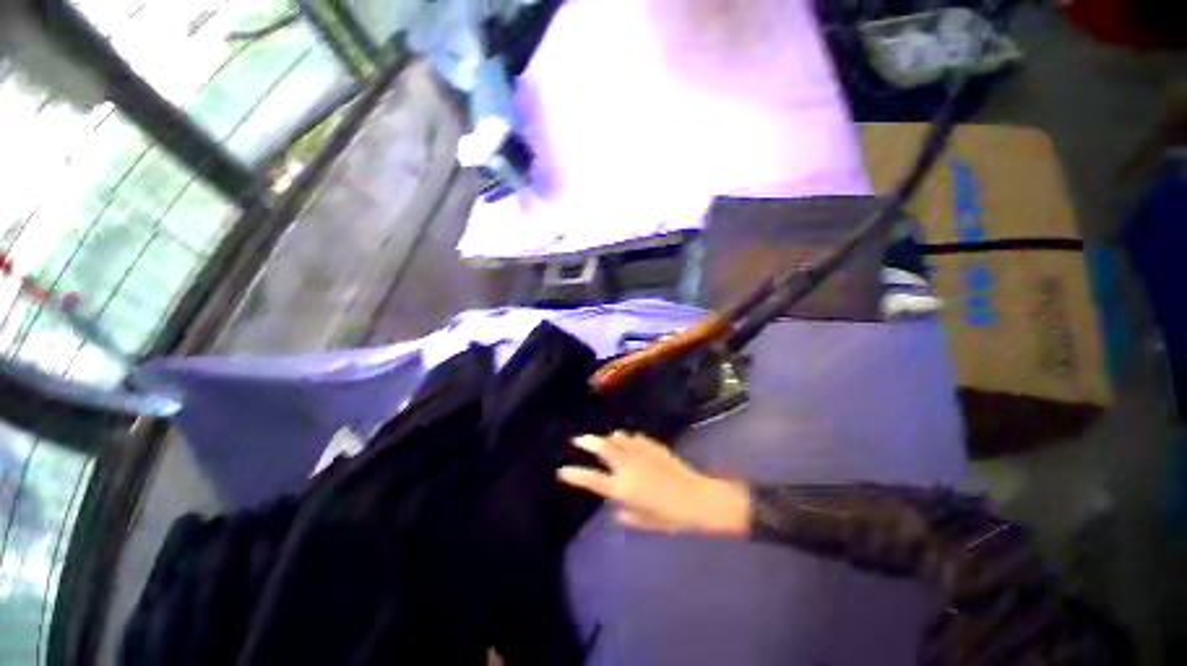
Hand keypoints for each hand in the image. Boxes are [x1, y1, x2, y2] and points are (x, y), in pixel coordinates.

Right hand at [558, 432, 750, 537]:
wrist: (699, 499)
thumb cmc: (671, 517)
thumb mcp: (644, 522)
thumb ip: (625, 513)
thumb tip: (616, 505)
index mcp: (622, 488)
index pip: (591, 479)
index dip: (574, 474)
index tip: (561, 470)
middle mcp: (628, 466)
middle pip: (602, 447)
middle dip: (587, 441)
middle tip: (577, 439)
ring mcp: (641, 452)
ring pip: (618, 437)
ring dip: (608, 438)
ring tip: (605, 440)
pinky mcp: (653, 445)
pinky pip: (635, 437)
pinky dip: (627, 438)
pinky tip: (629, 442)